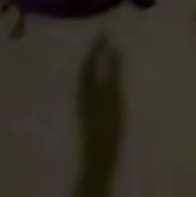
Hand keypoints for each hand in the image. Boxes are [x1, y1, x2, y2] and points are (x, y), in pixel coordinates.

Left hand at [78, 38, 123, 164]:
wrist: (98, 162)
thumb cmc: (107, 129)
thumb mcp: (113, 98)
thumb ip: (113, 74)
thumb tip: (113, 48)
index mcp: (85, 88)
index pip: (89, 62)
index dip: (96, 47)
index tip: (104, 33)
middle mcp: (82, 95)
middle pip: (86, 70)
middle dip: (94, 56)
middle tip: (104, 43)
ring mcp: (84, 107)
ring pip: (87, 80)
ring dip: (95, 67)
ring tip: (104, 58)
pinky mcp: (89, 117)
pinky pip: (91, 90)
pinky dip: (98, 80)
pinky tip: (105, 84)